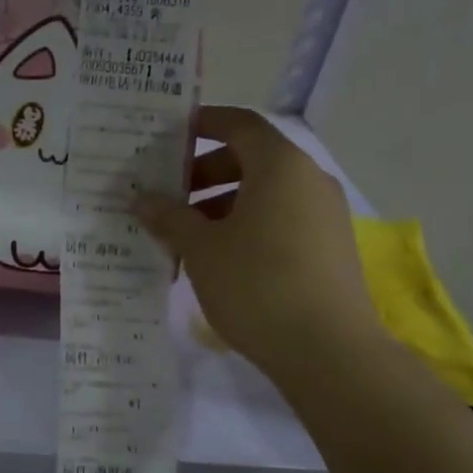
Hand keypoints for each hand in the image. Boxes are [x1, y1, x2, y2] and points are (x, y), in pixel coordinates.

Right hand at [136, 106, 384, 377]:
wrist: (327, 350)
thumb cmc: (257, 284)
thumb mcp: (202, 249)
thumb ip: (170, 217)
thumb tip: (143, 199)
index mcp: (280, 165)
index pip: (239, 124)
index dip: (203, 122)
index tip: (169, 134)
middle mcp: (308, 180)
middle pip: (251, 159)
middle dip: (205, 172)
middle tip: (168, 195)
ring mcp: (324, 215)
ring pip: (265, 193)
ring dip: (222, 204)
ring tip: (185, 235)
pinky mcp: (329, 247)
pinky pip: (280, 219)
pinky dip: (246, 225)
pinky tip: (218, 259)